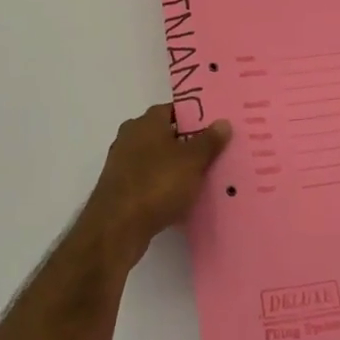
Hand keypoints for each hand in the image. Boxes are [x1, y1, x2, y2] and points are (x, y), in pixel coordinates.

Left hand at [81, 105, 231, 265]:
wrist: (116, 228)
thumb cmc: (156, 184)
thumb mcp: (192, 161)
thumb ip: (209, 141)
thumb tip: (223, 122)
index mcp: (145, 122)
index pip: (174, 110)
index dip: (196, 117)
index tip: (216, 128)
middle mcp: (130, 137)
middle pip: (165, 135)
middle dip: (188, 144)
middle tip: (215, 153)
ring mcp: (122, 164)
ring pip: (158, 160)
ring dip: (176, 168)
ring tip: (203, 178)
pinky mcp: (120, 190)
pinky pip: (149, 181)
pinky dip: (164, 187)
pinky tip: (182, 199)